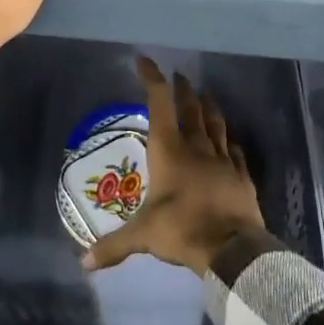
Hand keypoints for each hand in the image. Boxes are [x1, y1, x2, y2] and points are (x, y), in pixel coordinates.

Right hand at [82, 57, 267, 275]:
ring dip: (209, 107)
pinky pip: (235, 150)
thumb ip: (113, 246)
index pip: (159, 104)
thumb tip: (82, 263)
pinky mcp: (241, 175)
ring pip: (216, 124)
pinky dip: (229, 140)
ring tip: (205, 95)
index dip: (152, 79)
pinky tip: (230, 139)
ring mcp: (222, 159)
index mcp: (169, 151)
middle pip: (190, 109)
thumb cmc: (182, 229)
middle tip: (180, 76)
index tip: (144, 61)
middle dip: (183, 90)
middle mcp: (196, 147)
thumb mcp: (142, 236)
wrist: (232, 248)